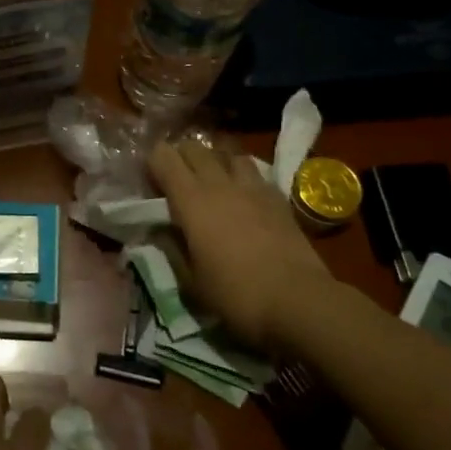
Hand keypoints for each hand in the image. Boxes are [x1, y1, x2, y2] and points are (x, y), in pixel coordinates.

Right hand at [149, 136, 329, 345]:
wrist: (300, 302)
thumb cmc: (236, 294)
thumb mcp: (191, 282)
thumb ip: (172, 249)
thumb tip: (160, 231)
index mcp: (190, 199)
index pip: (163, 157)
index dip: (153, 162)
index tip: (150, 182)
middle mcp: (219, 183)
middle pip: (194, 147)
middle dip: (181, 156)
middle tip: (177, 180)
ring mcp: (252, 187)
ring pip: (228, 153)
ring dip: (215, 162)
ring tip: (213, 181)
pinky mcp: (278, 198)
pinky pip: (255, 173)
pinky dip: (243, 177)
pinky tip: (244, 197)